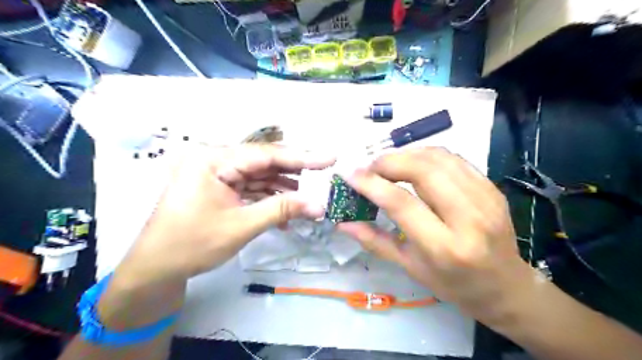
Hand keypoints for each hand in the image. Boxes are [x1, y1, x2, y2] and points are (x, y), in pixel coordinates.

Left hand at [117, 145, 335, 285]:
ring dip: (283, 189)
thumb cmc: (193, 244)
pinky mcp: (220, 188)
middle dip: (294, 173)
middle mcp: (216, 160)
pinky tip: (285, 213)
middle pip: (264, 163)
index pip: (266, 154)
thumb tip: (319, 205)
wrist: (156, 268)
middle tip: (322, 178)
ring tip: (308, 199)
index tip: (330, 158)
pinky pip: (251, 188)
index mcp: (214, 160)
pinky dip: (268, 199)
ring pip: (260, 176)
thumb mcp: (242, 226)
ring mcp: (218, 174)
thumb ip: (282, 209)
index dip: (301, 157)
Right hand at [338, 146, 534, 322]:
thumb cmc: (454, 285)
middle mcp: (469, 218)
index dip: (372, 184)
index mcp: (445, 248)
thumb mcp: (411, 268)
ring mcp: (486, 199)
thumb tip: (343, 223)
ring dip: (407, 154)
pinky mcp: (492, 188)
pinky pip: (454, 159)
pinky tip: (413, 164)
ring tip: (388, 165)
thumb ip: (375, 241)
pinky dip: (427, 155)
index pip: (401, 203)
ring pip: (439, 157)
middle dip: (389, 162)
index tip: (351, 175)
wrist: (506, 286)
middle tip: (370, 168)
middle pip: (423, 170)